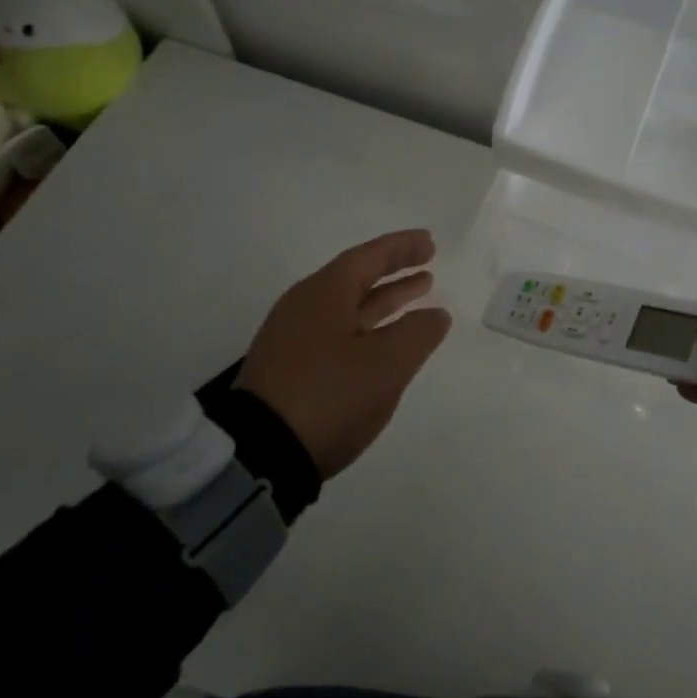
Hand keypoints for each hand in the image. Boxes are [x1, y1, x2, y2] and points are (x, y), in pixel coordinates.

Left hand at [234, 229, 451, 478]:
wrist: (261, 456)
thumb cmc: (330, 396)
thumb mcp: (387, 363)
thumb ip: (418, 333)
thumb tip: (436, 314)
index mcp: (325, 294)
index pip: (368, 257)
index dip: (401, 248)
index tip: (429, 241)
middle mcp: (305, 308)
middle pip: (356, 278)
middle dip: (394, 272)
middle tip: (428, 267)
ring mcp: (294, 340)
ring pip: (348, 307)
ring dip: (384, 300)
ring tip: (419, 296)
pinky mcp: (291, 370)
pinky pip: (338, 332)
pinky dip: (369, 327)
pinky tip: (386, 341)